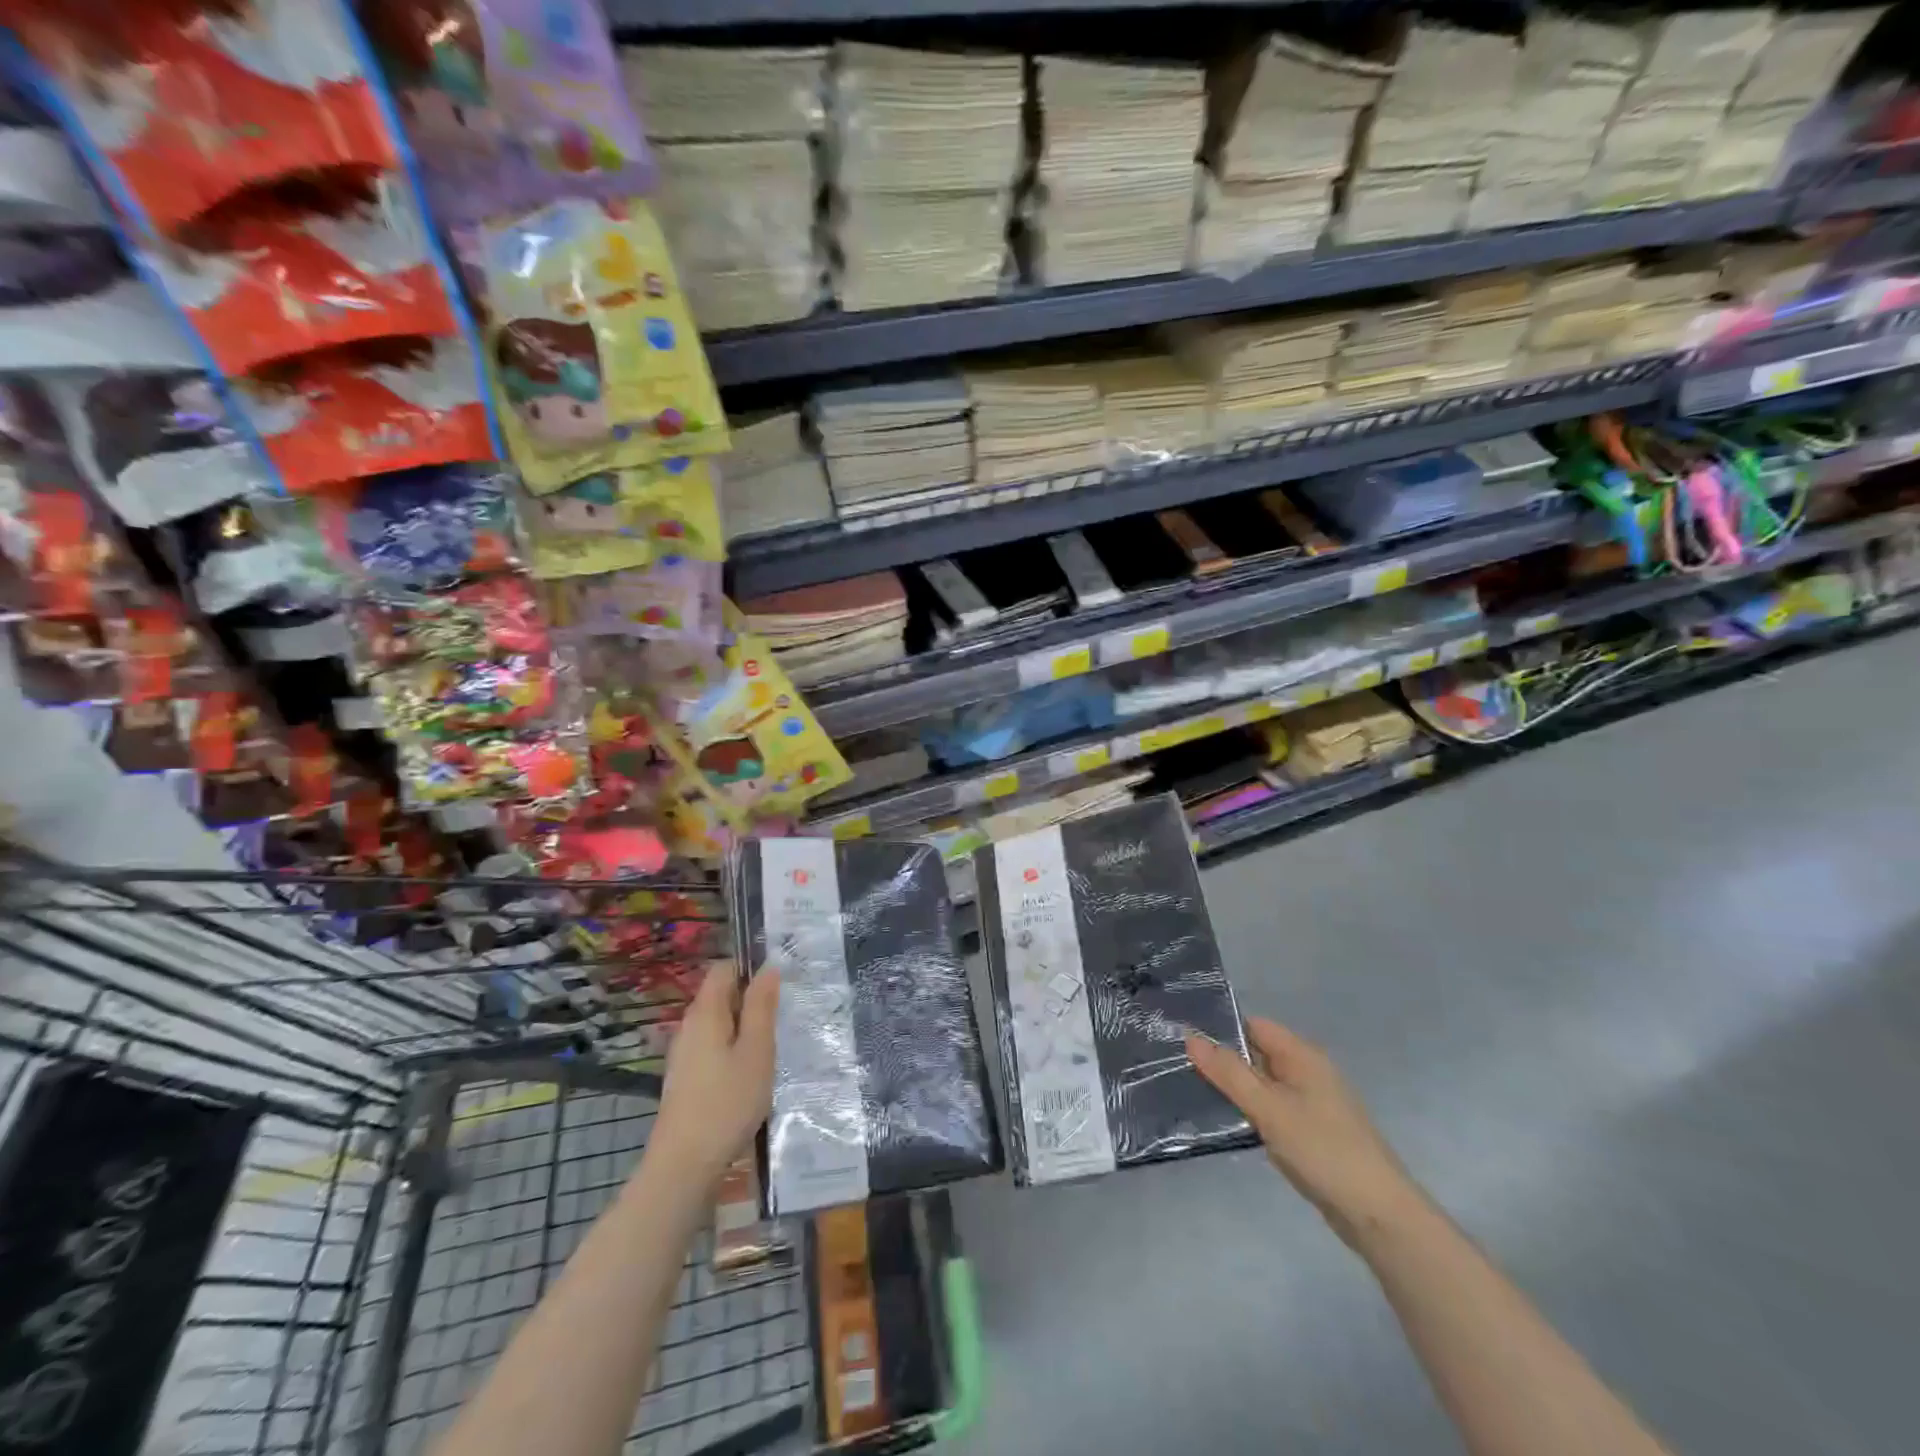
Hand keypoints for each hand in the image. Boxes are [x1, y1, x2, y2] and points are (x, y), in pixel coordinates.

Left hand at [650, 960, 778, 1191]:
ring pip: (718, 1024)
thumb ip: (761, 1007)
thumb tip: (767, 968)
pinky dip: (733, 1050)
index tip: (780, 985)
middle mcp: (689, 1026)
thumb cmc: (727, 1103)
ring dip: (745, 1029)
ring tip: (772, 1047)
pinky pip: (712, 1047)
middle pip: (721, 996)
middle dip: (752, 1000)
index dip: (751, 969)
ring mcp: (683, 1054)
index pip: (724, 968)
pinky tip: (750, 1074)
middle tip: (783, 1018)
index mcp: (705, 1012)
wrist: (683, 1166)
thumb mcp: (757, 1051)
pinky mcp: (684, 1078)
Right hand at [1187, 1016, 1422, 1247]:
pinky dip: (1249, 1112)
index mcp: (1302, 1055)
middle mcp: (1307, 1072)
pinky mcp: (1310, 1132)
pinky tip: (1223, 1122)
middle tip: (1177, 1066)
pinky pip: (1271, 1109)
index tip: (1183, 1039)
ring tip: (1190, 1091)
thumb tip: (1190, 1037)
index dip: (1221, 1028)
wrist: (1378, 1214)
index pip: (1253, 1025)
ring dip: (1234, 1089)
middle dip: (1222, 1061)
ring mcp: (1310, 1103)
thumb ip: (1229, 1073)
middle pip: (1256, 1054)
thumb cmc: (1323, 1150)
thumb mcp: (1269, 1108)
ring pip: (1261, 1084)